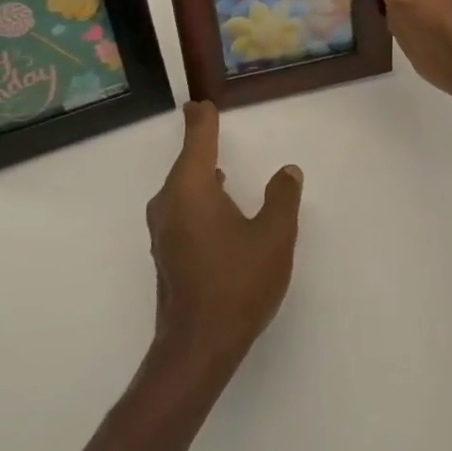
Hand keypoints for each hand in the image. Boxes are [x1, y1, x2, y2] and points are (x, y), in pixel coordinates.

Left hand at [146, 102, 301, 384]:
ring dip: (198, 173)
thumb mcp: (274, 237)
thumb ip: (282, 198)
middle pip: (185, 162)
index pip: (197, 139)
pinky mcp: (166, 253)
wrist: (197, 347)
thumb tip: (287, 171)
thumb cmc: (237, 284)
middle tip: (210, 122)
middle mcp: (170, 203)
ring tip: (218, 165)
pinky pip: (181, 209)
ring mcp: (164, 230)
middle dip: (199, 142)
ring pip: (182, 188)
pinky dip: (198, 197)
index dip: (201, 118)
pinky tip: (217, 209)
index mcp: (192, 189)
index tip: (201, 103)